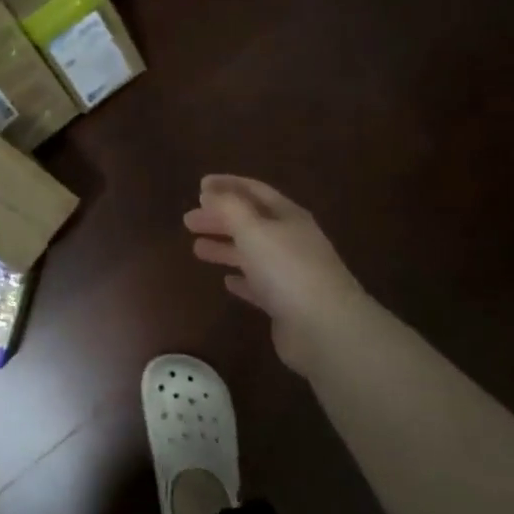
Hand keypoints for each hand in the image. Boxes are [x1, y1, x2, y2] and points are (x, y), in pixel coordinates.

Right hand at [184, 175, 366, 374]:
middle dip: (220, 218)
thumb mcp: (253, 230)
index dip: (227, 185)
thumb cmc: (287, 269)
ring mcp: (291, 273)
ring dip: (226, 247)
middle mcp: (292, 240)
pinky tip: (227, 281)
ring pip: (252, 253)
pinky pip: (260, 285)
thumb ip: (229, 208)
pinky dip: (242, 280)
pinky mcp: (287, 304)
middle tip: (188, 221)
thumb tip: (210, 191)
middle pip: (251, 222)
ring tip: (196, 249)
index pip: (254, 191)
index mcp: (288, 216)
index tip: (200, 186)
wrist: (325, 328)